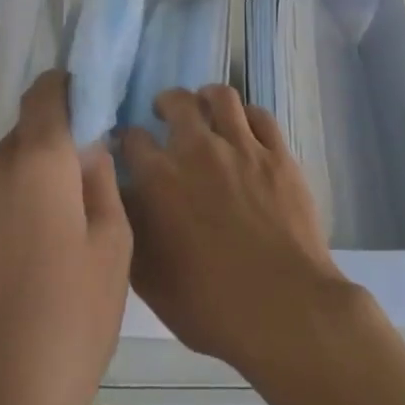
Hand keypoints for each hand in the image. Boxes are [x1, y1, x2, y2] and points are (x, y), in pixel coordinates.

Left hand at [0, 70, 131, 404]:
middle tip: (80, 191)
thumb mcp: (114, 248)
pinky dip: (1, 216)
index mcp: (35, 163)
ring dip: (25, 186)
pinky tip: (17, 267)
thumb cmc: (71, 323)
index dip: (65, 89)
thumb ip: (101, 181)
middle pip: (23, 137)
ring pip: (0, 174)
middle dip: (51, 150)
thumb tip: (87, 148)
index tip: (86, 104)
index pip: (43, 95)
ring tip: (51, 238)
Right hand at [120, 85, 353, 373]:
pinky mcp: (278, 154)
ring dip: (206, 98)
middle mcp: (197, 149)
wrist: (283, 308)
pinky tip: (244, 128)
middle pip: (176, 102)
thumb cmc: (208, 304)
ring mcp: (242, 147)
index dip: (127, 141)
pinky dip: (247, 115)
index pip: (131, 138)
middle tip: (165, 116)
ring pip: (221, 96)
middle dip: (165, 104)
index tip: (128, 149)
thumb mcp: (148, 277)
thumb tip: (120, 195)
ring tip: (205, 109)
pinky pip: (260, 115)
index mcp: (159, 178)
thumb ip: (129, 227)